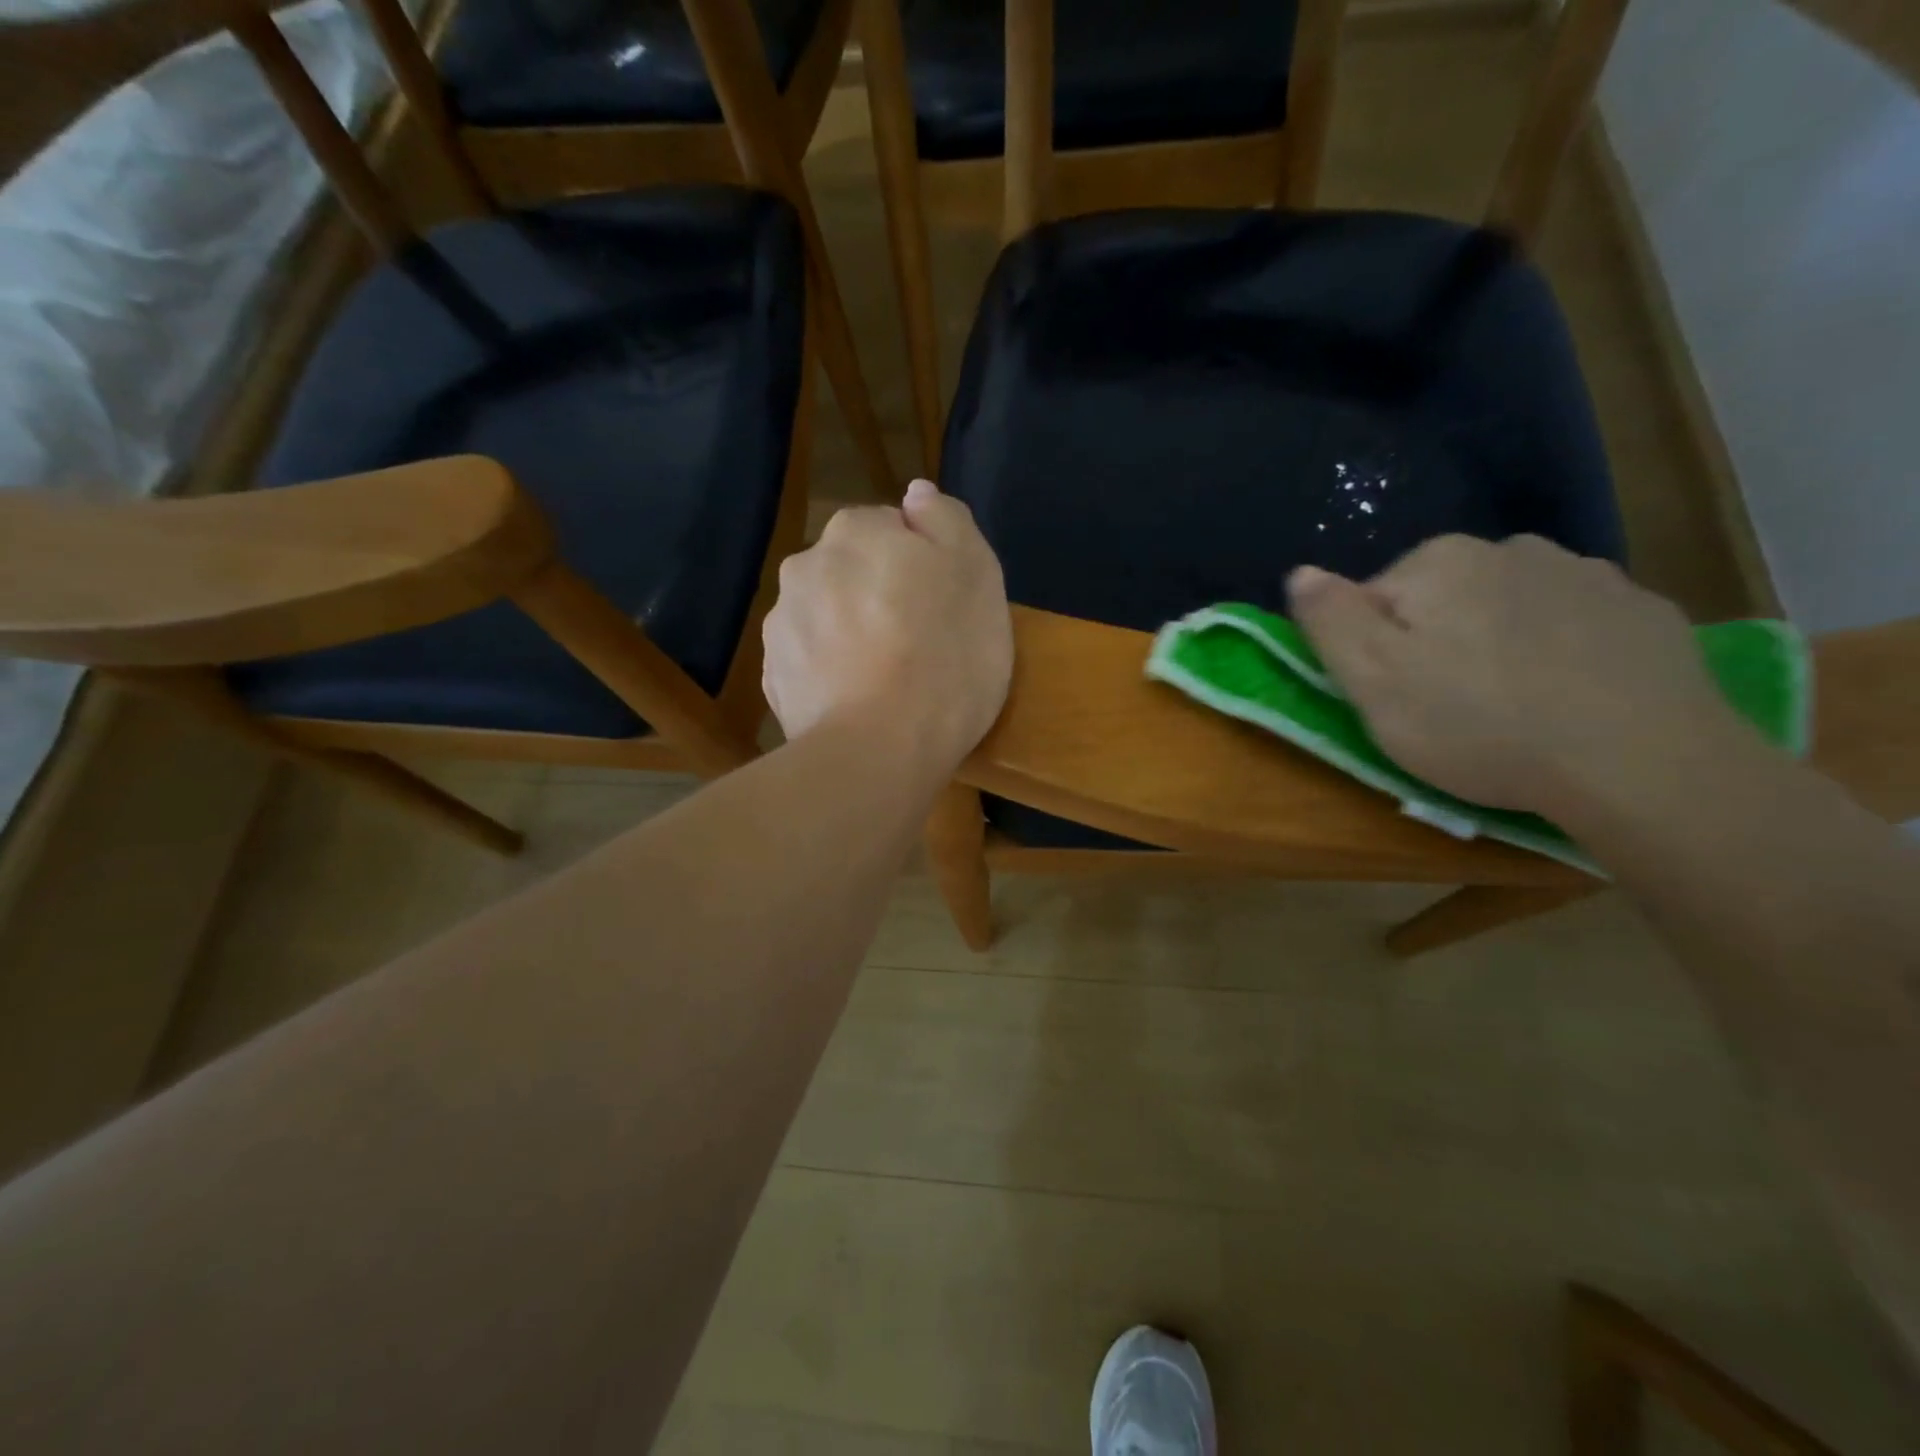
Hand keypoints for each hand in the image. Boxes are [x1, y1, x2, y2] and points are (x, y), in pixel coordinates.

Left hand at [762, 479, 1012, 770]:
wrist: (880, 750)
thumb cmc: (944, 656)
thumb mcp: (976, 573)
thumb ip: (946, 520)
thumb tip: (916, 495)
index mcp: (856, 532)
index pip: (891, 529)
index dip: (921, 564)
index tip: (941, 606)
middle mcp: (805, 566)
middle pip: (853, 572)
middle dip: (880, 596)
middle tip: (919, 644)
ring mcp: (781, 625)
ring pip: (828, 618)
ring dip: (851, 635)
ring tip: (888, 682)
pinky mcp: (774, 680)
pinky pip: (812, 664)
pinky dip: (831, 675)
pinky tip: (859, 704)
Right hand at [1287, 534, 1746, 821]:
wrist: (1641, 763)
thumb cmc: (1479, 723)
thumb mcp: (1372, 681)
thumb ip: (1328, 619)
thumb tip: (1300, 572)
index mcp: (1438, 562)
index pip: (1374, 599)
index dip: (1373, 651)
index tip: (1395, 696)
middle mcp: (1511, 548)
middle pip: (1442, 600)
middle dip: (1436, 642)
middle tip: (1449, 708)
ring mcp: (1586, 574)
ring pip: (1508, 608)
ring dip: (1497, 644)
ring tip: (1512, 706)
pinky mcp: (1644, 611)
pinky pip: (1573, 625)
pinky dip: (1560, 653)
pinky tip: (1569, 699)